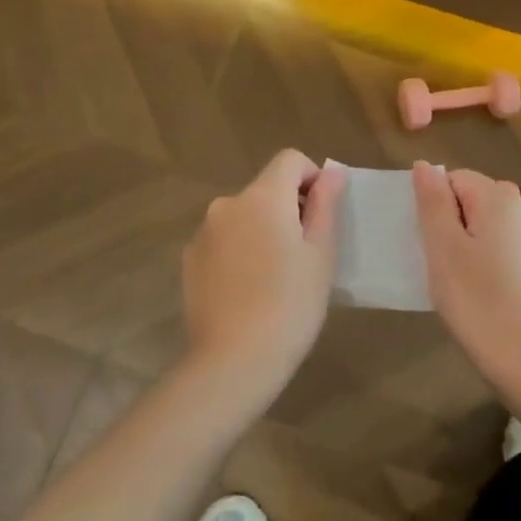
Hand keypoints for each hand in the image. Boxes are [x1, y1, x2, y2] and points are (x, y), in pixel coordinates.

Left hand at [182, 150, 346, 400]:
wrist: (234, 360)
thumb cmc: (291, 304)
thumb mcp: (321, 254)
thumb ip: (326, 205)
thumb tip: (331, 173)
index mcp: (262, 196)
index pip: (290, 159)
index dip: (312, 178)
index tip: (321, 217)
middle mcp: (227, 204)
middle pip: (265, 189)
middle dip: (288, 209)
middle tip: (304, 256)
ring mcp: (203, 233)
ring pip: (243, 217)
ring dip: (262, 231)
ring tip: (275, 278)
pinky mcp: (189, 260)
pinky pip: (223, 241)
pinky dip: (239, 252)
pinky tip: (248, 291)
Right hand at [413, 161, 520, 378]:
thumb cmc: (477, 298)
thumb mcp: (443, 247)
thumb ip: (432, 201)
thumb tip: (425, 166)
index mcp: (500, 197)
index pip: (454, 178)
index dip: (434, 206)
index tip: (428, 242)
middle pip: (473, 199)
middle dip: (450, 223)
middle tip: (439, 263)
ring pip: (487, 224)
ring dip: (467, 243)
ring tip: (458, 281)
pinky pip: (503, 246)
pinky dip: (486, 259)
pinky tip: (480, 291)